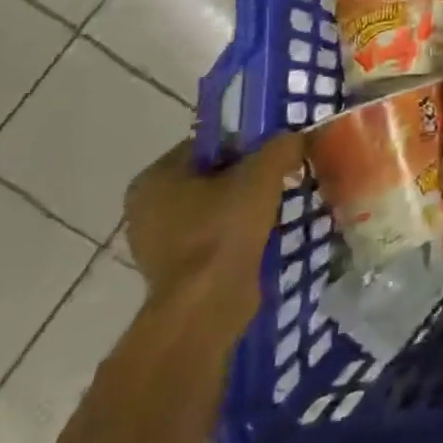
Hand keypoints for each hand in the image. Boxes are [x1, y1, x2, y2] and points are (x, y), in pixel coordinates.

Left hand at [124, 135, 305, 339]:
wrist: (206, 305)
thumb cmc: (223, 229)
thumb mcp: (261, 175)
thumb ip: (280, 147)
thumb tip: (295, 137)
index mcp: (155, 178)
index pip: (206, 144)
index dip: (244, 141)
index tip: (275, 149)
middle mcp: (147, 208)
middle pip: (210, 176)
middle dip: (246, 175)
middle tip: (282, 175)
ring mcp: (158, 243)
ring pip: (213, 208)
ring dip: (244, 205)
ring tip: (279, 204)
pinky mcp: (177, 271)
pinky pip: (213, 237)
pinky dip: (237, 233)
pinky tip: (266, 233)